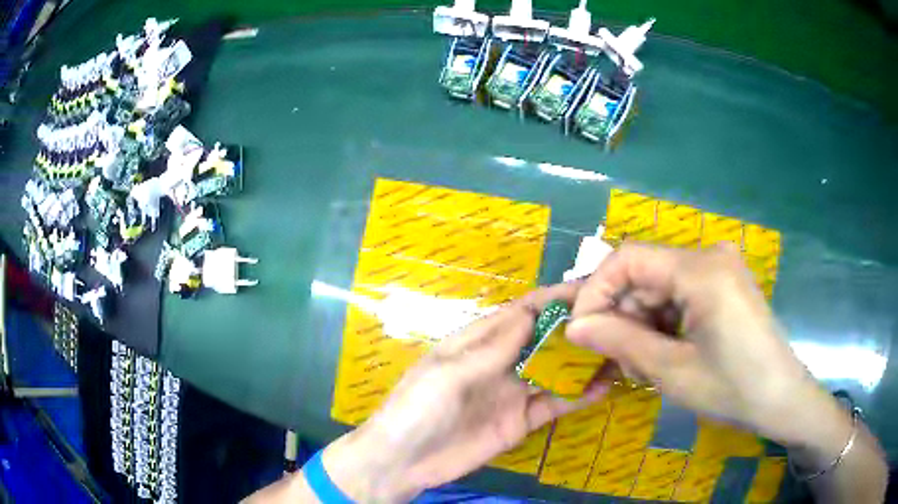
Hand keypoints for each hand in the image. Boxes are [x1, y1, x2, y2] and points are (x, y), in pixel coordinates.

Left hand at [322, 283, 610, 501]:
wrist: (404, 462)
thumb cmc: (417, 409)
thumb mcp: (448, 373)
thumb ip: (491, 348)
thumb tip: (529, 312)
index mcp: (478, 341)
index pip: (522, 312)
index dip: (554, 298)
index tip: (591, 289)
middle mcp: (501, 362)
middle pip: (545, 338)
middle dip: (577, 328)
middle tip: (618, 319)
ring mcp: (513, 392)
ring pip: (555, 371)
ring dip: (584, 362)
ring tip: (620, 351)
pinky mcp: (520, 420)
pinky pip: (554, 404)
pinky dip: (578, 396)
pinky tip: (603, 388)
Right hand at [565, 243, 841, 446]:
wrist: (782, 399)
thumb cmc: (733, 390)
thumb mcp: (673, 371)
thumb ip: (621, 341)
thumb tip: (574, 326)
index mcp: (701, 270)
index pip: (629, 258)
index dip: (596, 290)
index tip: (580, 329)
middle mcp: (710, 256)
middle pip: (645, 273)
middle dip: (621, 314)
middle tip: (612, 358)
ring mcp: (720, 268)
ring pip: (661, 286)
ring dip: (642, 322)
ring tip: (640, 363)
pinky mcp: (725, 284)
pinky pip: (681, 293)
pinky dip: (664, 321)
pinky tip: (664, 352)